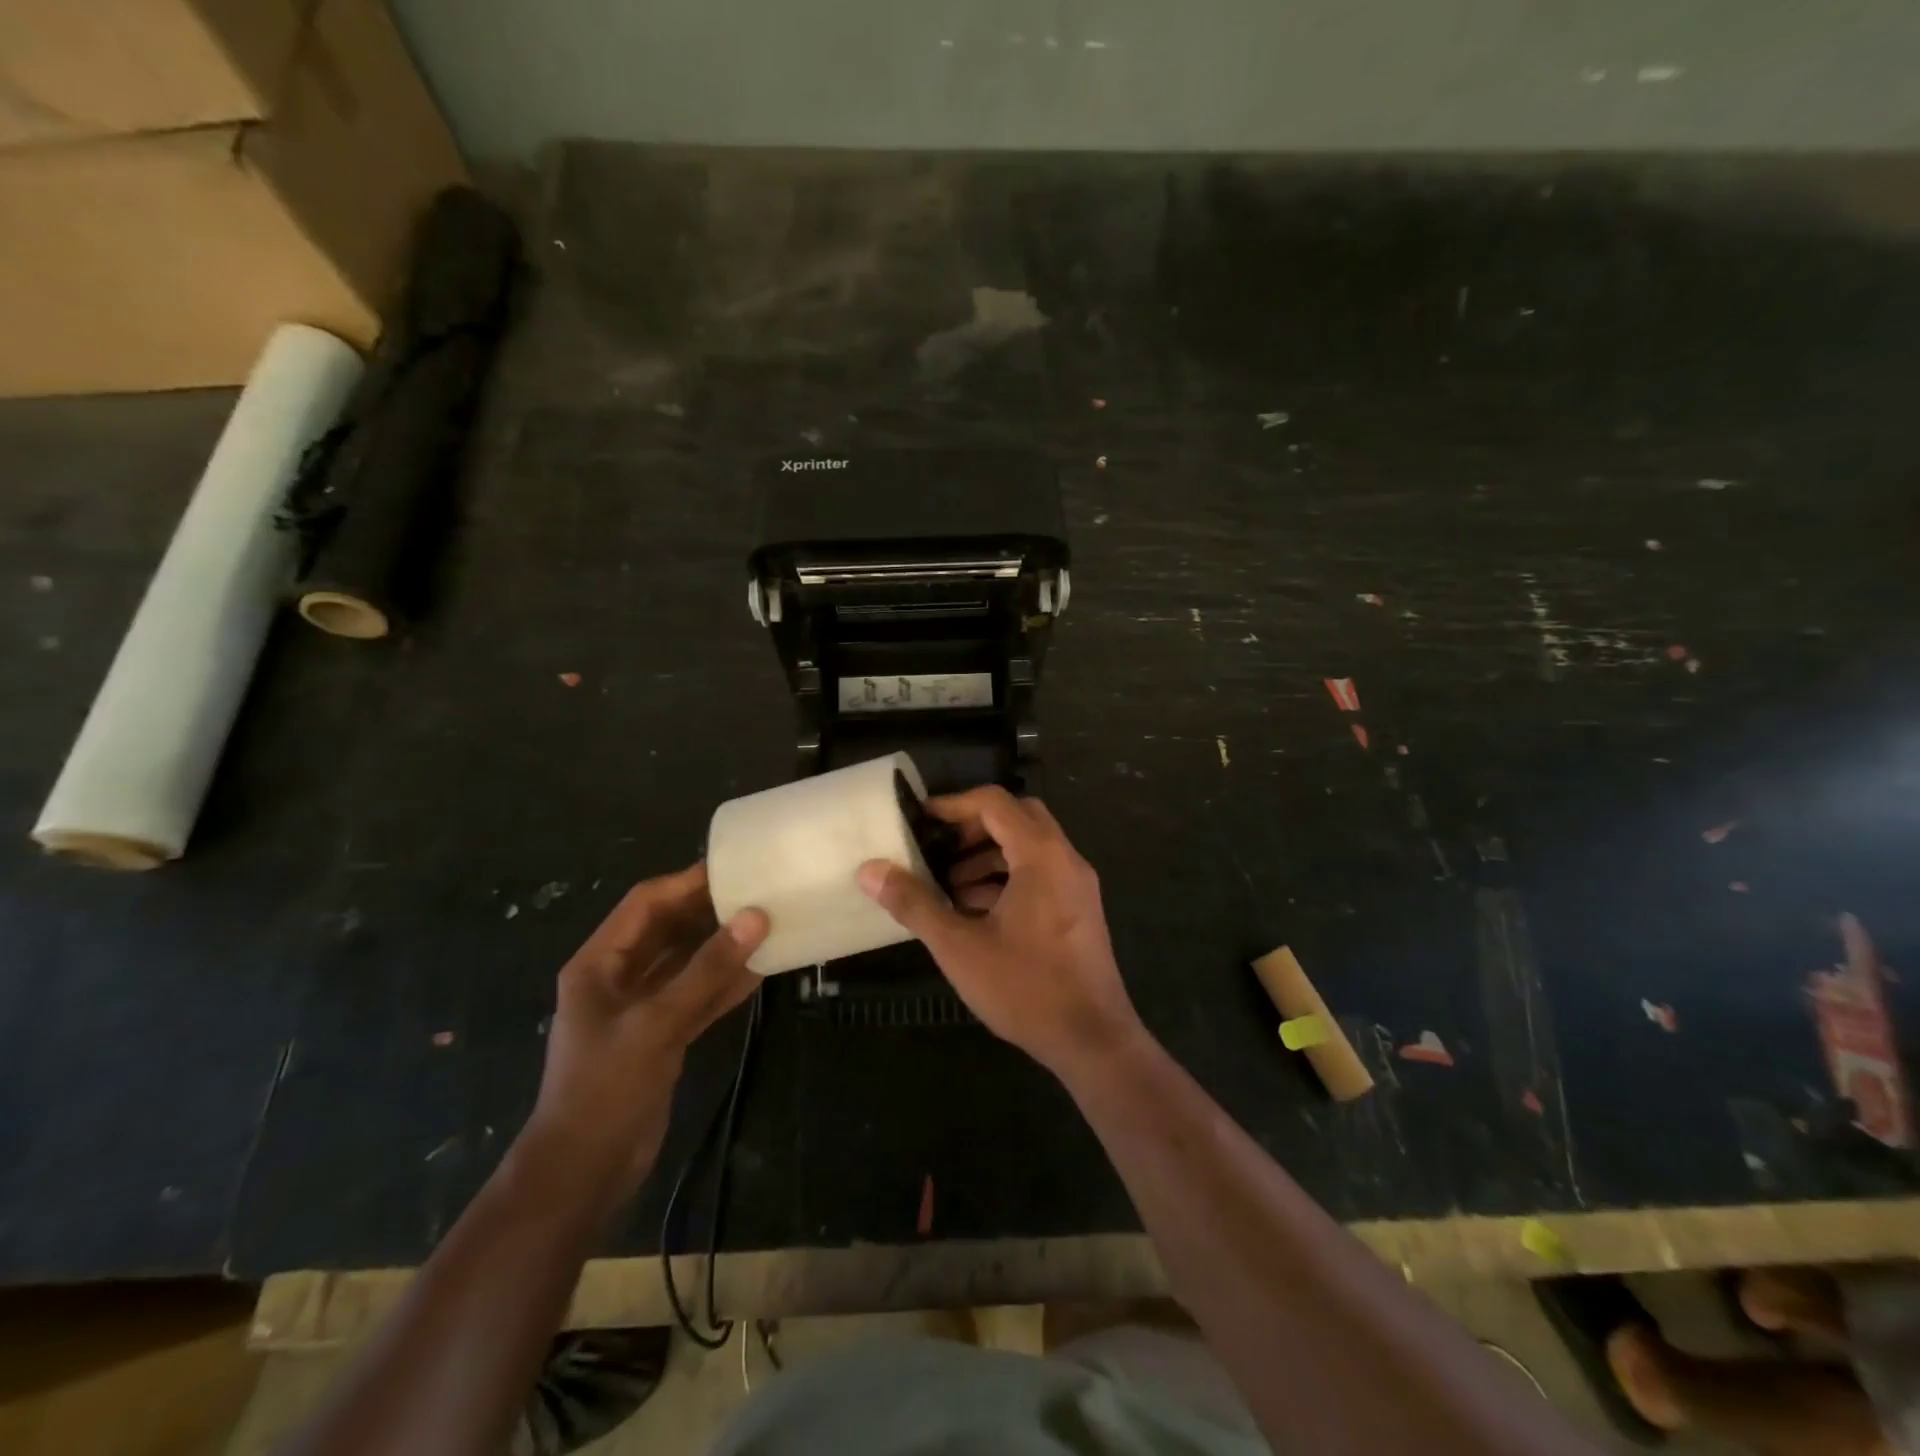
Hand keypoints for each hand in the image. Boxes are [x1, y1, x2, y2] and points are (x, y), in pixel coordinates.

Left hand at [524, 863, 767, 1211]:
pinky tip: (762, 969)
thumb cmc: (605, 1088)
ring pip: (688, 962)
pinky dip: (726, 983)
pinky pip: (699, 996)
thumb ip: (707, 970)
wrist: (584, 1172)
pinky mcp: (663, 1035)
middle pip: (669, 929)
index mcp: (599, 963)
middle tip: (759, 891)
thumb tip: (756, 917)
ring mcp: (643, 1008)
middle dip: (710, 911)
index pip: (646, 904)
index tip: (734, 867)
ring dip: (723, 946)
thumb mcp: (656, 1023)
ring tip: (768, 923)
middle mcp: (620, 977)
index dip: (687, 882)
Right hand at [857, 787, 1144, 1077]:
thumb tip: (870, 870)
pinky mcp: (1080, 909)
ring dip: (990, 855)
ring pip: (1030, 847)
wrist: (1093, 1040)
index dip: (954, 805)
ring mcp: (1078, 885)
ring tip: (950, 887)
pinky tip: (978, 912)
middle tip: (938, 850)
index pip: (995, 803)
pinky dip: (1009, 877)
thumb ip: (914, 903)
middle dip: (973, 828)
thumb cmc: (1025, 987)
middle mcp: (1066, 859)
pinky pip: (1042, 873)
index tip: (920, 820)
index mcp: (1041, 856)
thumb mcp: (959, 946)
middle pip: (1017, 817)